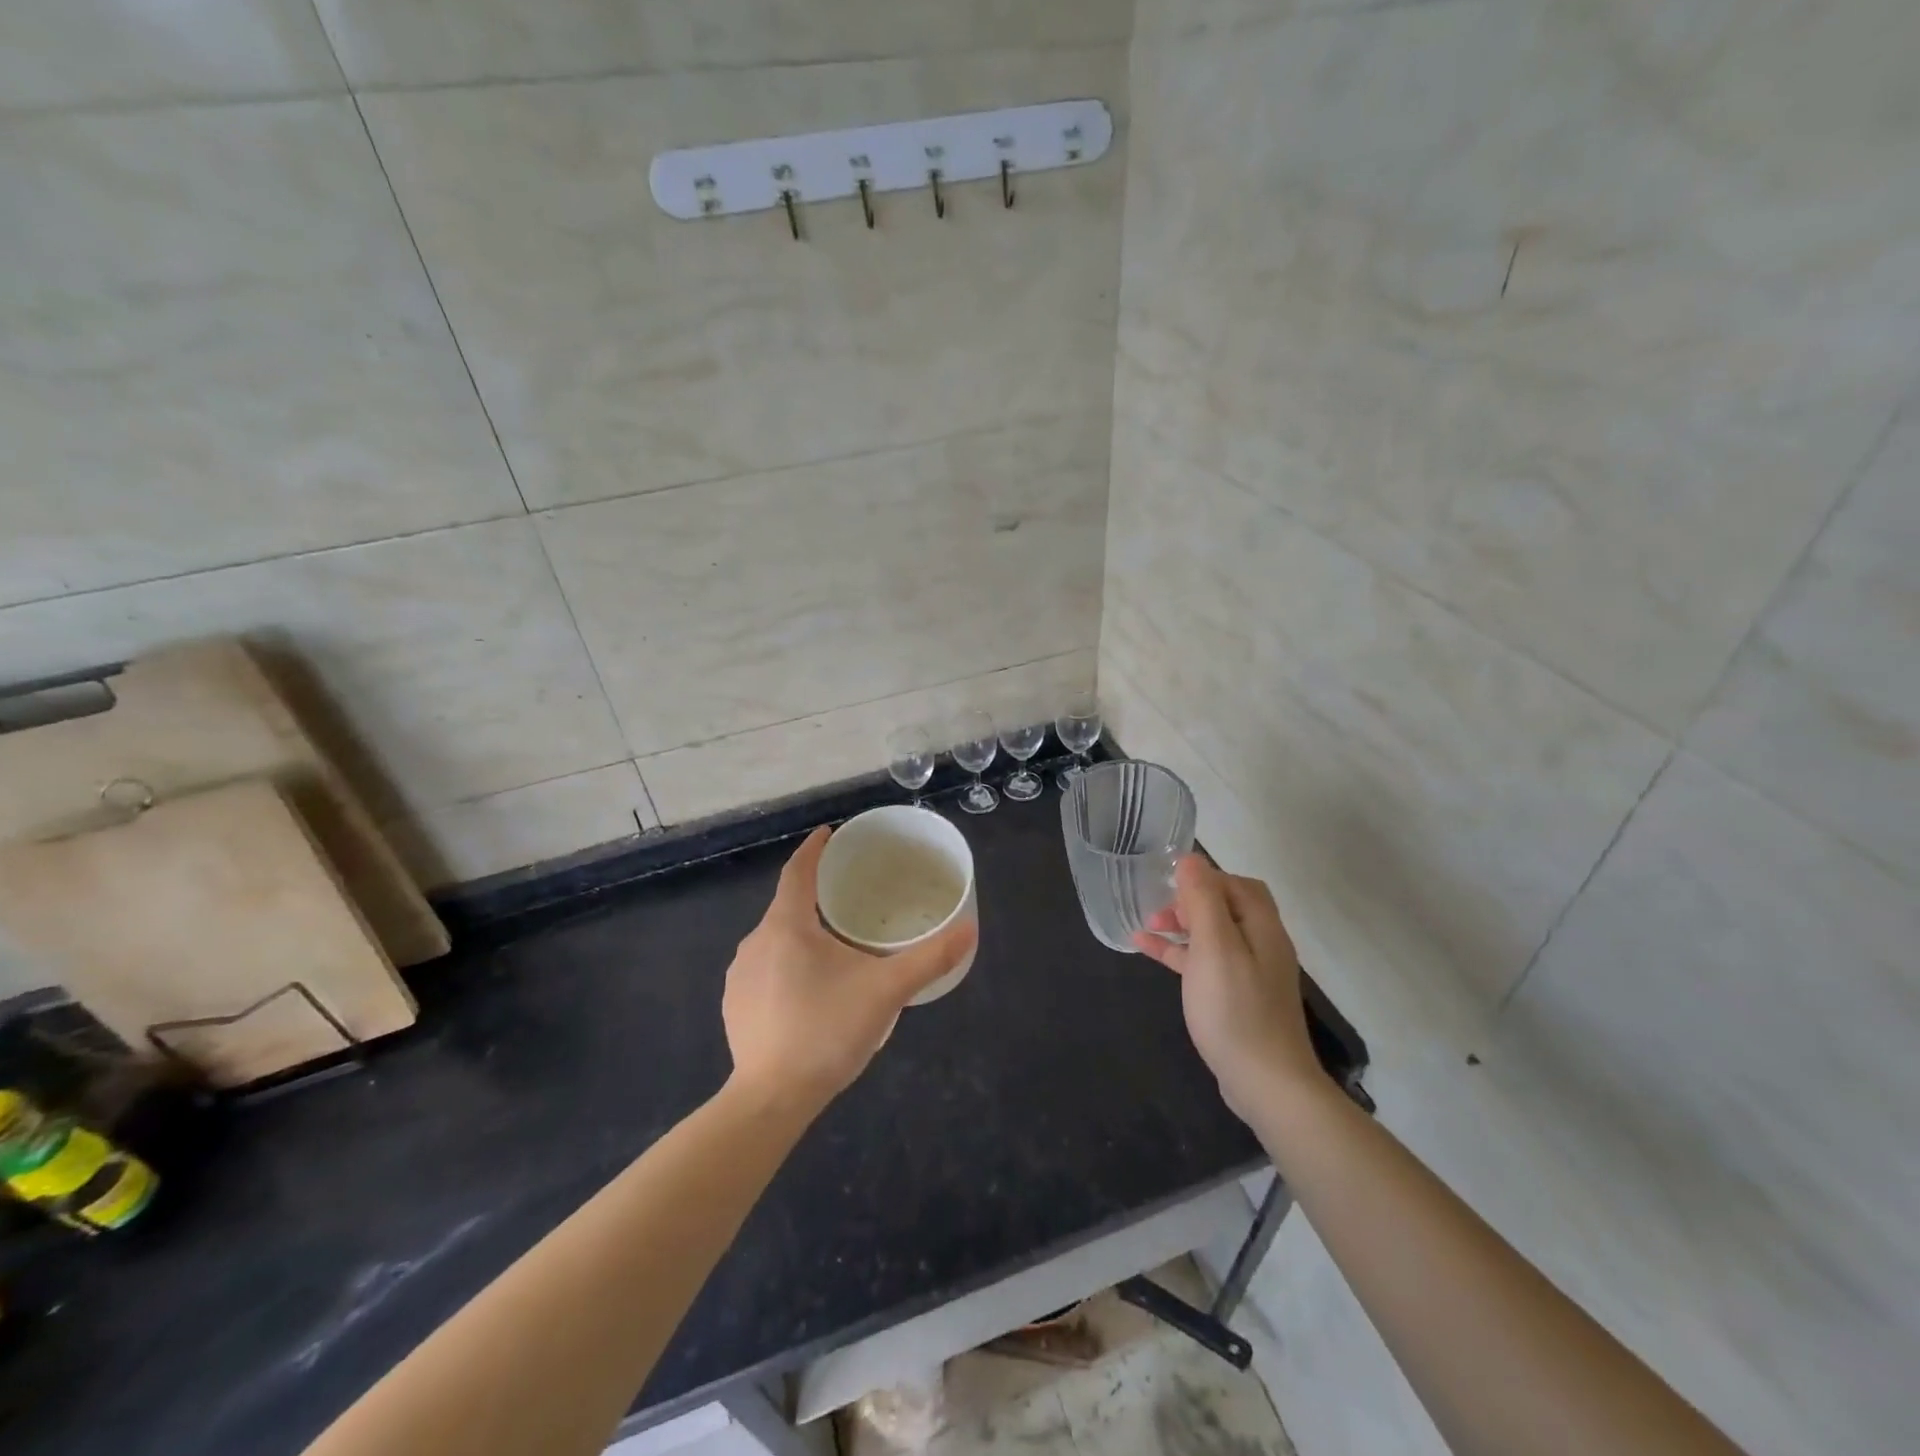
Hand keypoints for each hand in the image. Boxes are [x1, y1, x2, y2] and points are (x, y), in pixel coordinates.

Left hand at [723, 826, 976, 1107]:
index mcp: (787, 925)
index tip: (828, 833)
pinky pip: (764, 969)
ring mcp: (740, 975)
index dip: (814, 849)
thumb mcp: (887, 991)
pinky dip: (786, 965)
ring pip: (776, 939)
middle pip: (788, 905)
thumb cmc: (827, 1031)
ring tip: (835, 947)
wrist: (771, 1099)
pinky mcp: (735, 1005)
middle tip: (849, 898)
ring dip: (802, 935)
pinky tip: (809, 991)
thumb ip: (930, 958)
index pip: (798, 871)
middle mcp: (756, 941)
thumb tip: (970, 929)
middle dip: (816, 896)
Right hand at [1133, 855, 1322, 1119]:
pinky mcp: (1237, 999)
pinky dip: (1180, 953)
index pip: (1238, 884)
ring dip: (1181, 925)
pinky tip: (1149, 952)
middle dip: (1190, 900)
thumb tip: (1191, 859)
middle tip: (1158, 907)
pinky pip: (1205, 964)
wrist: (1266, 1084)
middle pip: (1226, 908)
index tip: (1170, 881)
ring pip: (1213, 936)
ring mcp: (1250, 975)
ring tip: (1146, 926)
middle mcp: (1261, 945)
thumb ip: (1202, 901)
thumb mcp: (1214, 947)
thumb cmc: (1236, 1009)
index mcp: (1262, 928)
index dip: (1206, 877)